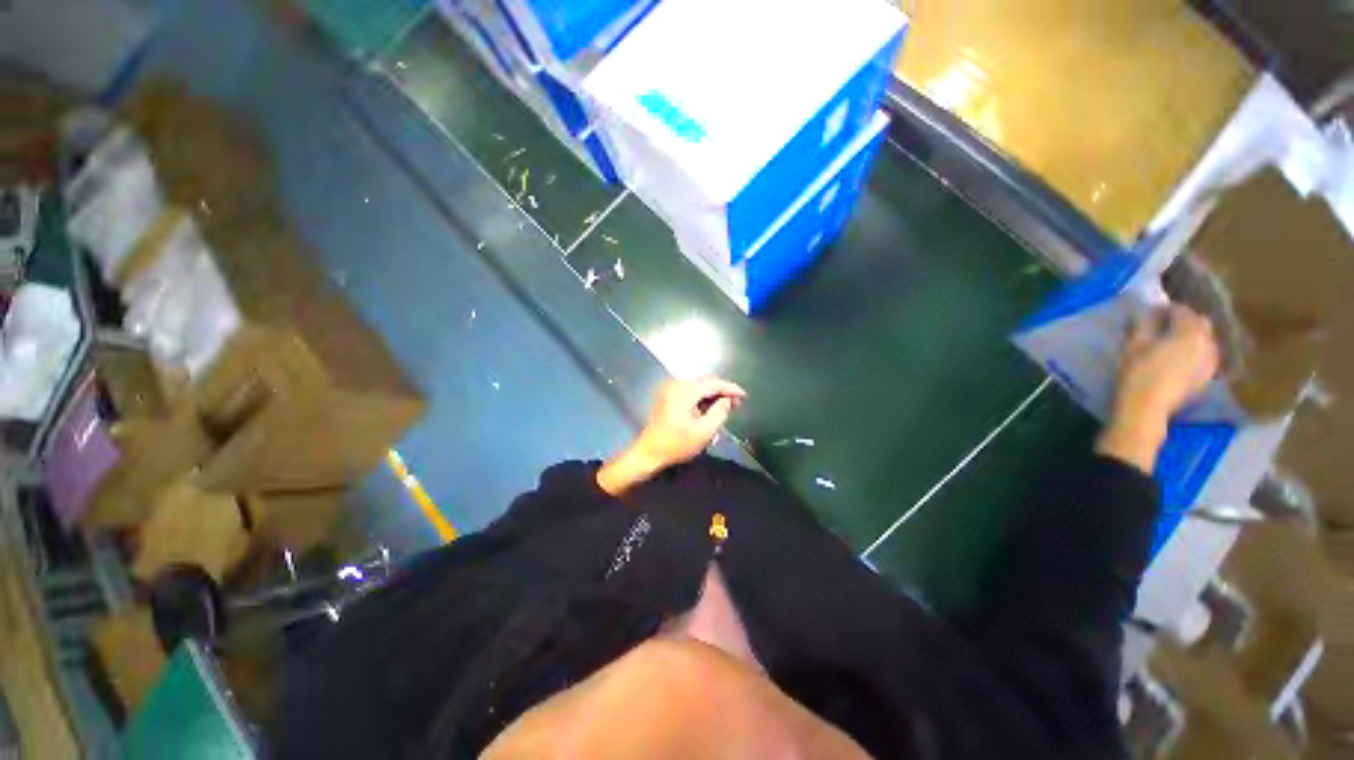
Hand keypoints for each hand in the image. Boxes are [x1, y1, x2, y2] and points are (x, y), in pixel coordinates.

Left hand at [597, 377, 745, 495]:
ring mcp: (670, 391)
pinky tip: (710, 413)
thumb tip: (727, 400)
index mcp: (685, 391)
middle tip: (737, 405)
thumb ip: (720, 412)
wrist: (648, 453)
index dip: (731, 388)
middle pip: (706, 383)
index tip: (744, 396)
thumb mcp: (704, 432)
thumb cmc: (676, 444)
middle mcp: (676, 385)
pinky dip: (702, 401)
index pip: (714, 383)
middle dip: (722, 392)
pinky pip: (690, 394)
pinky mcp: (667, 398)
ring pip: (698, 389)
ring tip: (726, 410)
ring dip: (712, 398)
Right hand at [1097, 305, 1220, 472]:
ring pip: (1208, 343)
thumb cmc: (1140, 373)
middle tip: (1170, 327)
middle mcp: (1203, 344)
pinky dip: (1200, 357)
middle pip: (1201, 323)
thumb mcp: (1137, 340)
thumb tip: (1152, 312)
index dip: (1165, 311)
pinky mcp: (1203, 384)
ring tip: (1181, 343)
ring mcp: (1206, 366)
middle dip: (1187, 321)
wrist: (1145, 415)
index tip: (1152, 316)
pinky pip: (1207, 362)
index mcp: (1188, 328)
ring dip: (1197, 339)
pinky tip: (1187, 361)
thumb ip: (1147, 320)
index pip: (1179, 309)